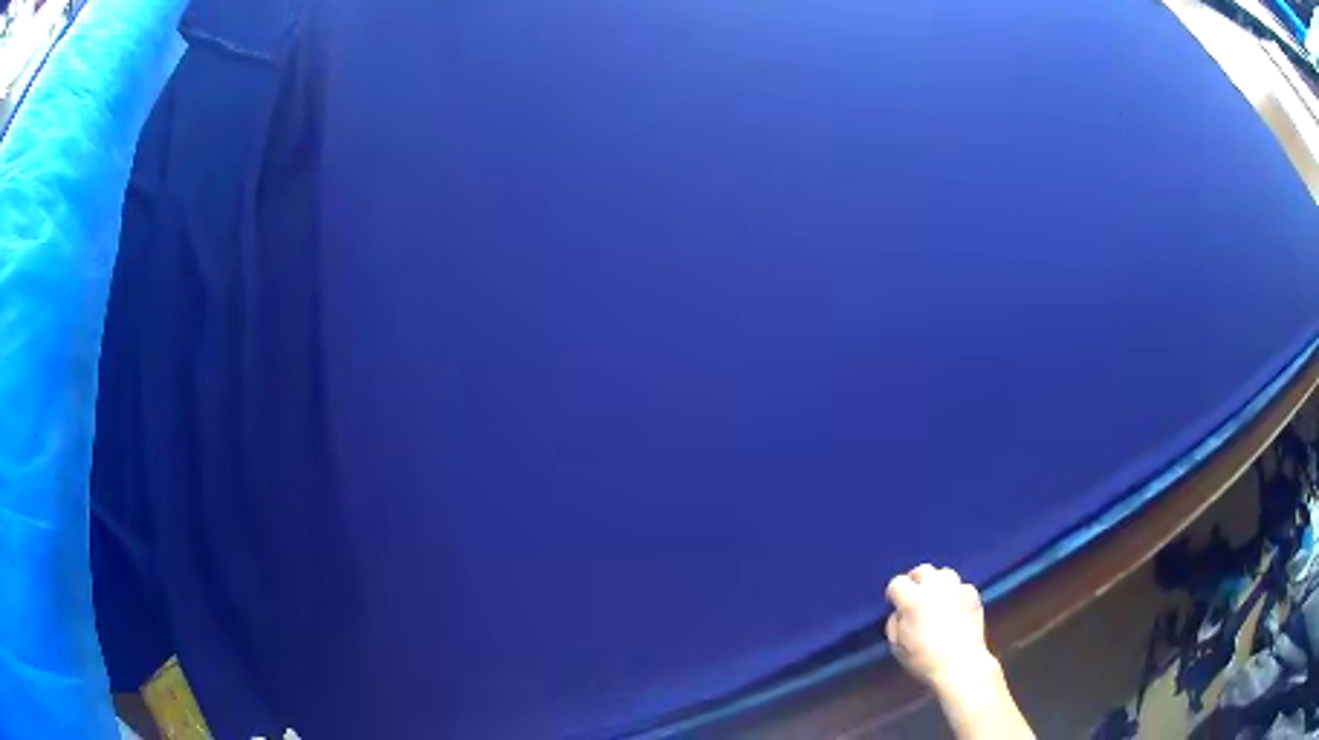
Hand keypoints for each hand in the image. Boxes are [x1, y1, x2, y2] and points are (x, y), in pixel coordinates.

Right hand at [885, 564, 993, 690]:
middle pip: (922, 570)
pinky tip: (954, 606)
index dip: (893, 593)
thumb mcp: (896, 647)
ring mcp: (957, 589)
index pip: (897, 583)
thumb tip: (899, 612)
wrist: (960, 665)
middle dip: (914, 581)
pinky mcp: (973, 595)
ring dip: (936, 583)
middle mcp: (935, 588)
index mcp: (913, 601)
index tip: (894, 604)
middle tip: (913, 596)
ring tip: (935, 597)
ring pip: (944, 573)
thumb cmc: (924, 660)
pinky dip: (955, 593)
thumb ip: (894, 624)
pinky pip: (961, 586)